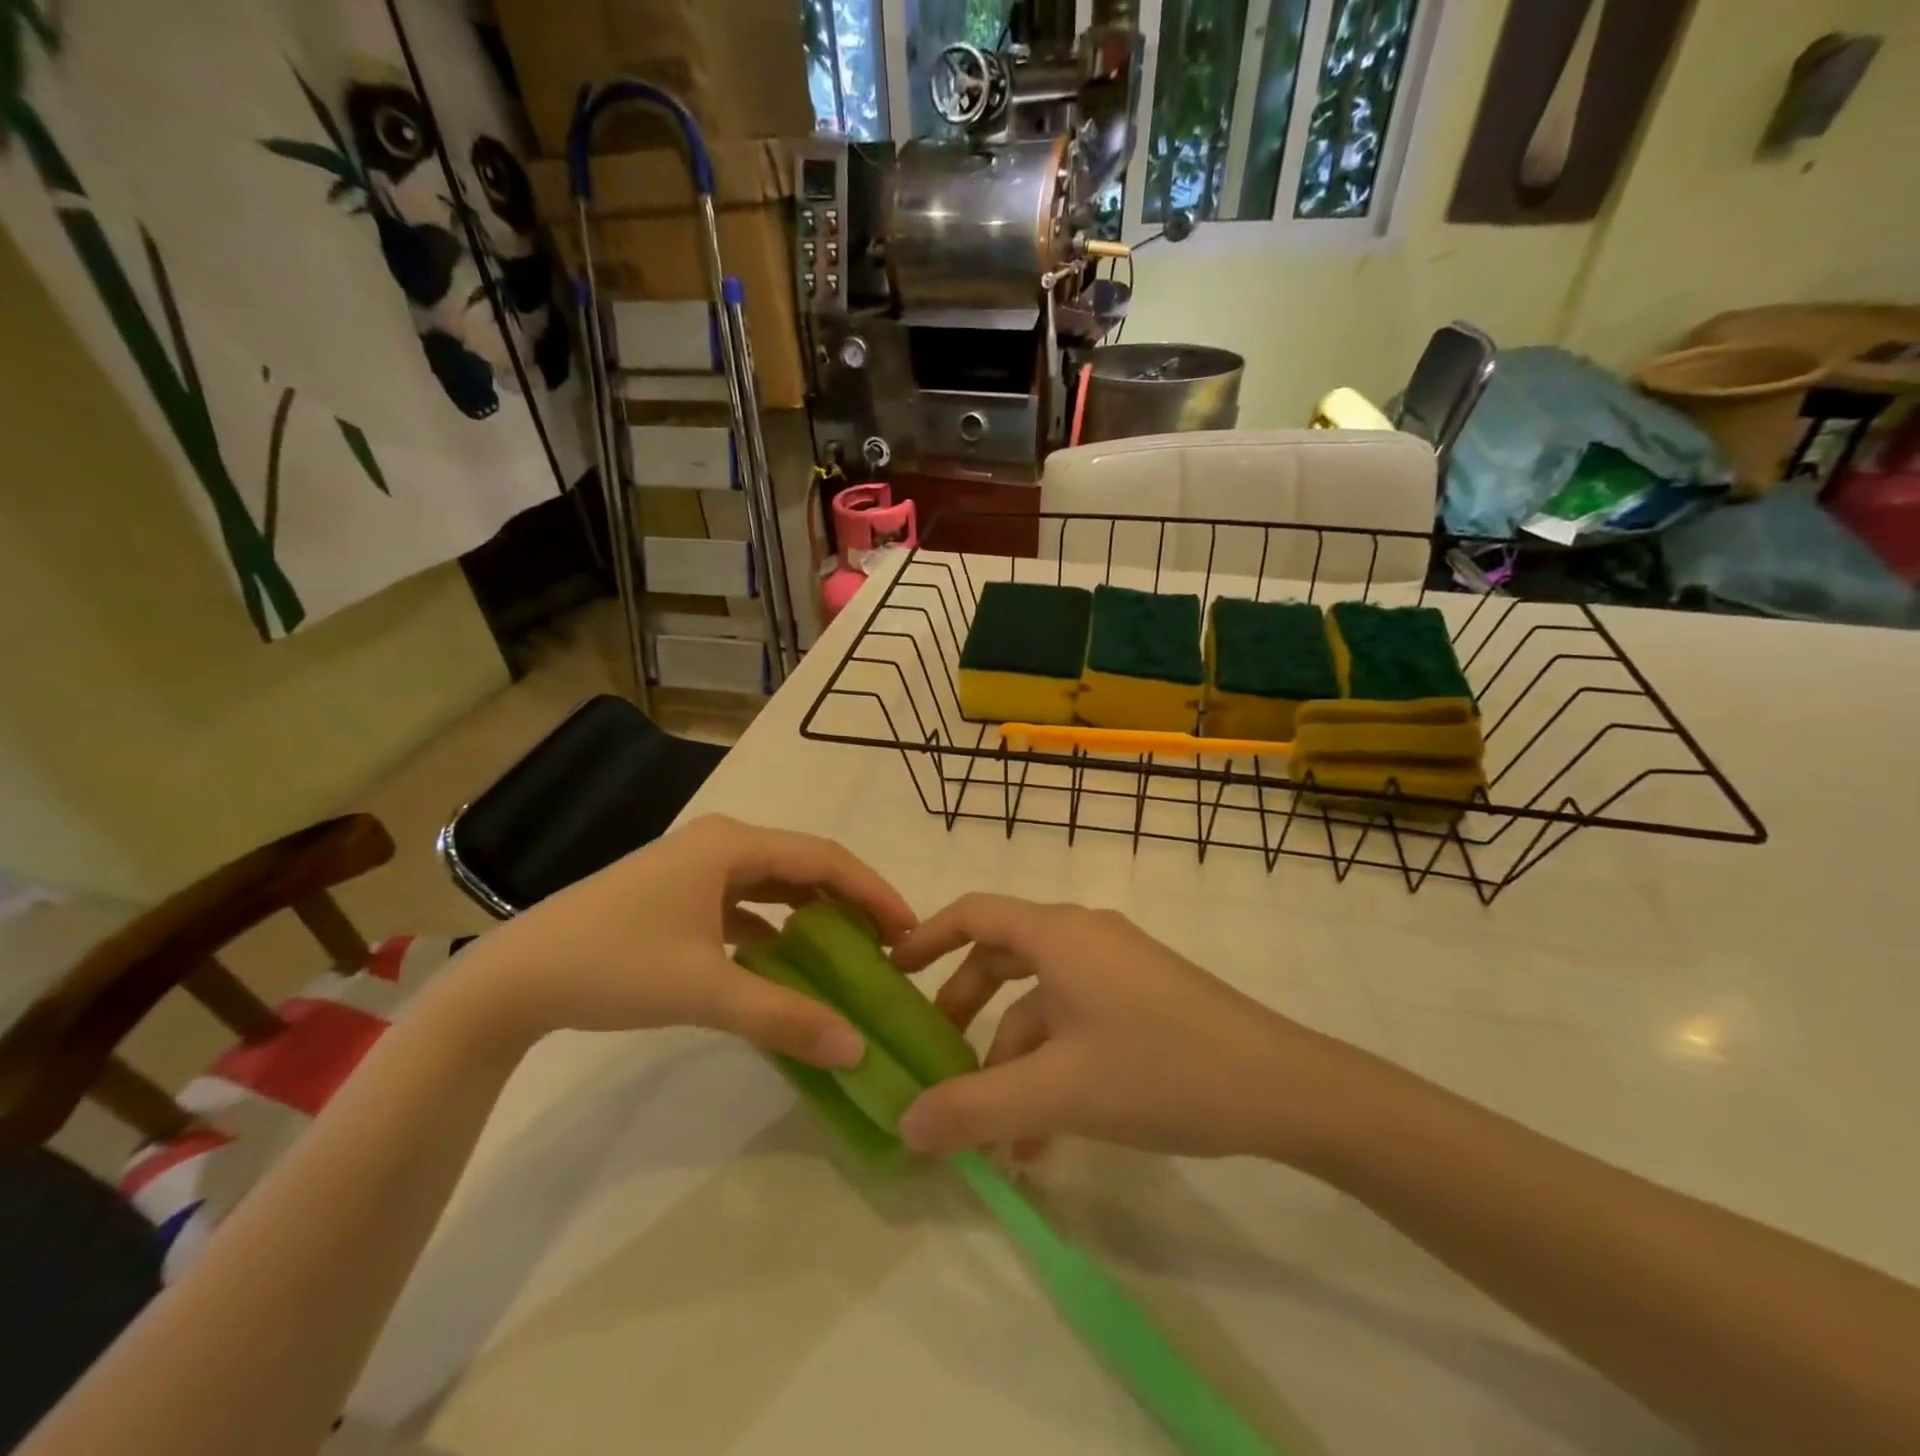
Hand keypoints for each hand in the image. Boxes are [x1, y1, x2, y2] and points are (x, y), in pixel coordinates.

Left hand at [449, 815, 916, 1065]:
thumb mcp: (704, 990)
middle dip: (848, 900)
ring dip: (812, 910)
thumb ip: (784, 1017)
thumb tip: (857, 1049)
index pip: (824, 857)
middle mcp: (720, 842)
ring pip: (774, 881)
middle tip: (888, 943)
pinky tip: (784, 957)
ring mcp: (695, 865)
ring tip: (849, 948)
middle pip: (803, 864)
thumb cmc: (613, 965)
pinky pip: (744, 900)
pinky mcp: (678, 892)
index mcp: (732, 844)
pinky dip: (774, 924)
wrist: (512, 979)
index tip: (910, 928)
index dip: (873, 890)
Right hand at [890, 895, 1341, 1161]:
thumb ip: (974, 1109)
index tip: (892, 972)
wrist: (1281, 1087)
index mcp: (1058, 934)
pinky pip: (1077, 1021)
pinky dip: (1052, 1066)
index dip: (926, 937)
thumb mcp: (1057, 1093)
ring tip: (995, 1136)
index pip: (974, 913)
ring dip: (1012, 1060)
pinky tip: (1047, 1136)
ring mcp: (1117, 967)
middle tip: (936, 1061)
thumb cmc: (1159, 1068)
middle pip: (1003, 959)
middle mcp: (1083, 937)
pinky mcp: (1143, 999)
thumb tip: (904, 1123)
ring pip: (1041, 1003)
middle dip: (964, 1012)